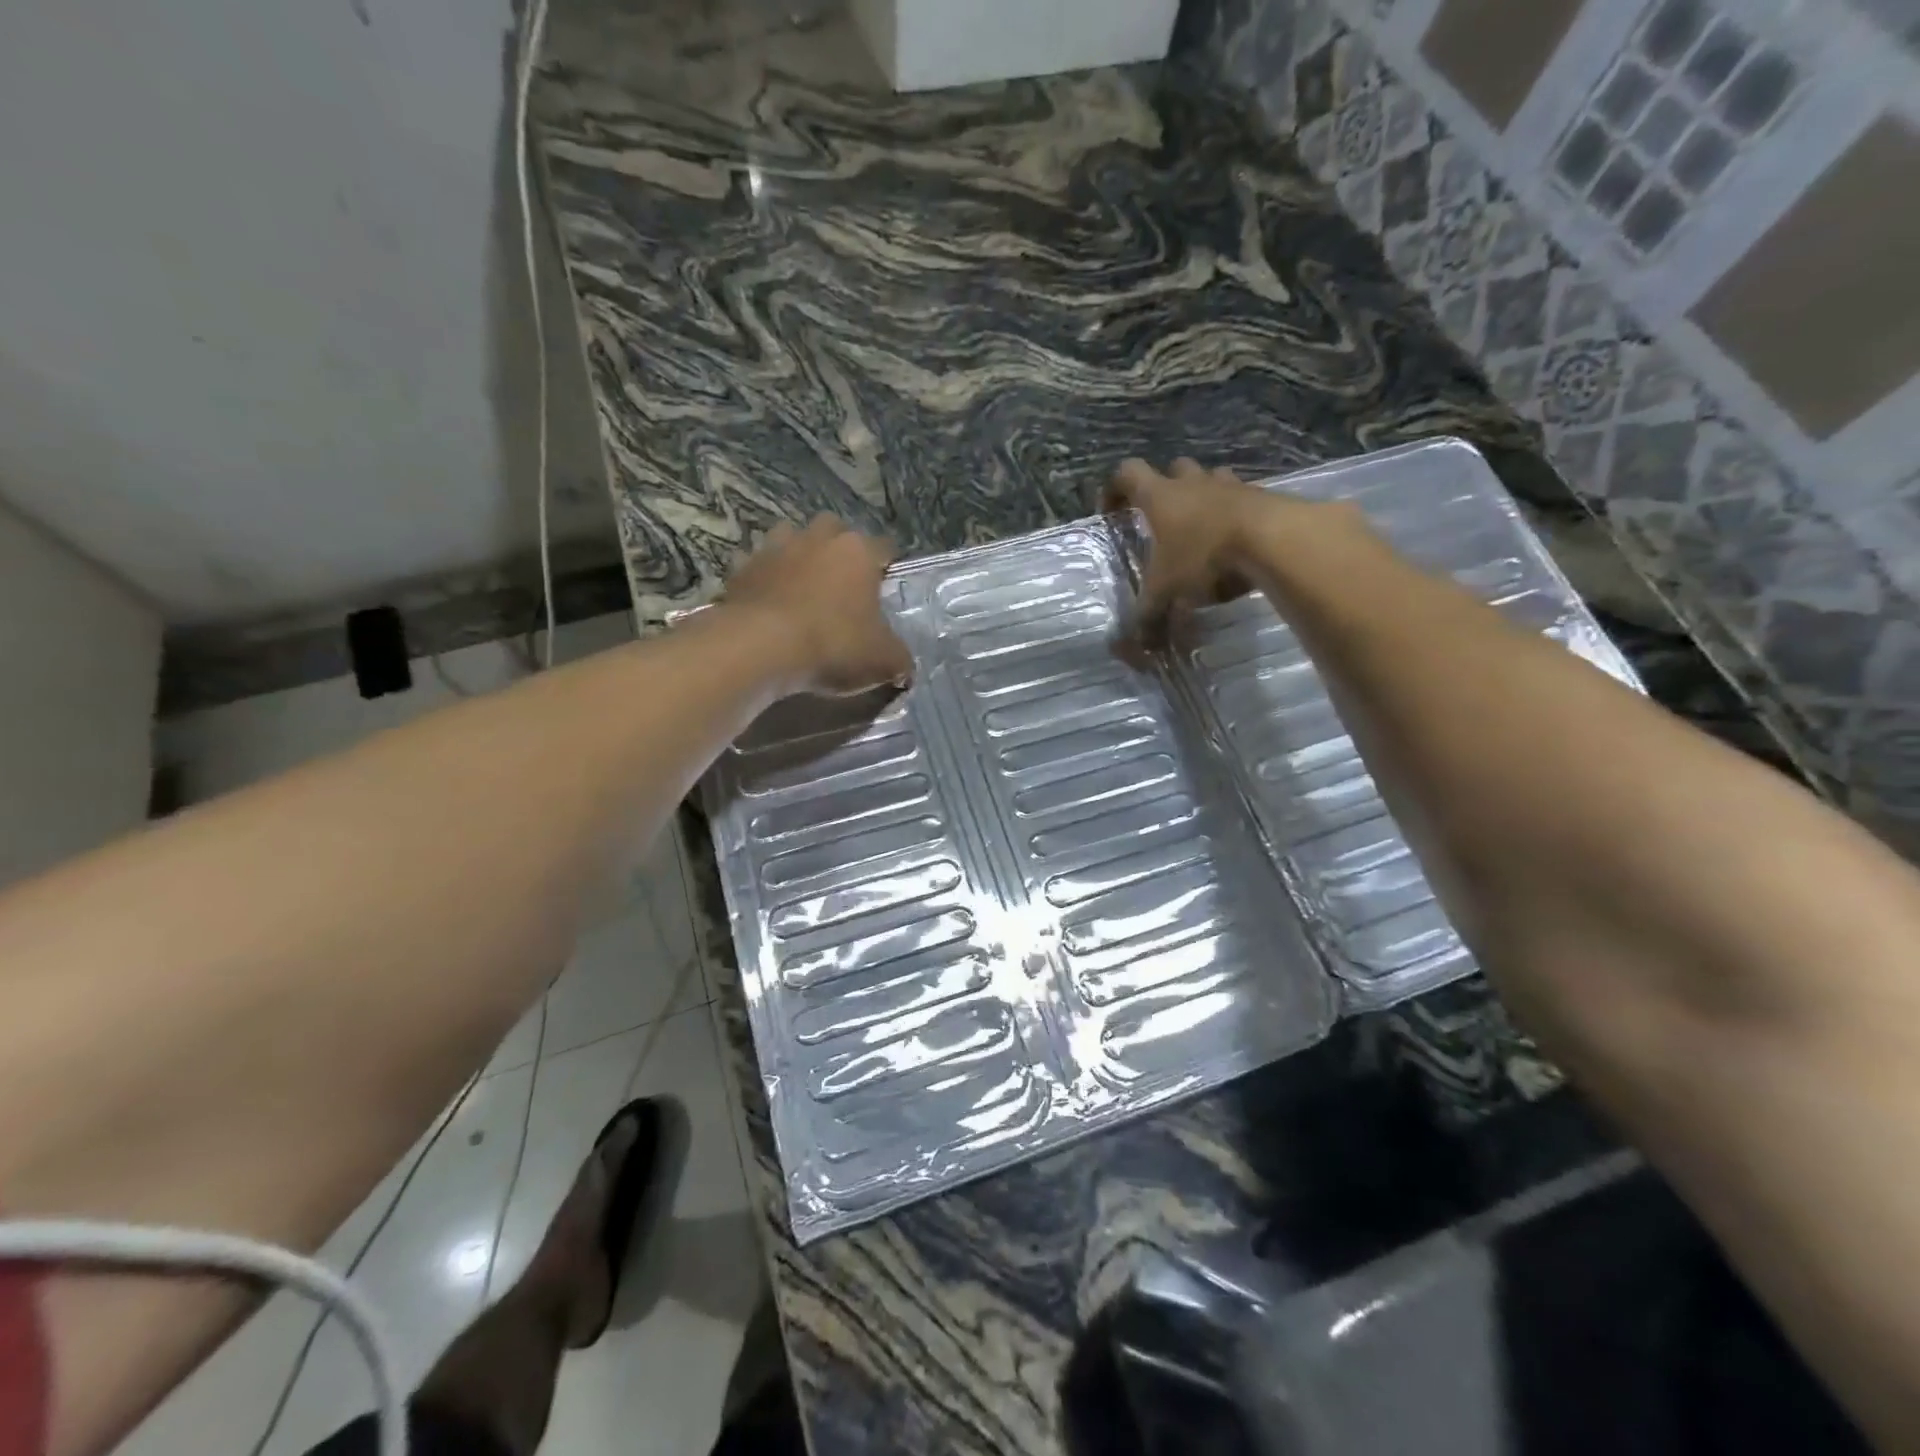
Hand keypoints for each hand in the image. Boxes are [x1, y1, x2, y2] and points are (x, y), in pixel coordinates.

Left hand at [722, 515, 913, 695]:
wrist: (758, 647)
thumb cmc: (833, 644)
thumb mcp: (882, 660)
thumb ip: (899, 660)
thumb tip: (904, 668)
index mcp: (858, 552)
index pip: (884, 547)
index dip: (888, 566)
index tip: (887, 587)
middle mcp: (818, 538)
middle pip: (835, 531)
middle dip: (840, 550)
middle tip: (843, 583)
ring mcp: (776, 548)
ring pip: (792, 538)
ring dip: (799, 555)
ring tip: (803, 586)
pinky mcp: (742, 568)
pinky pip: (758, 566)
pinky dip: (765, 579)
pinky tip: (769, 603)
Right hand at [1102, 457, 1365, 644]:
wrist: (1273, 540)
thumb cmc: (1205, 556)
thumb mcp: (1167, 591)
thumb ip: (1149, 614)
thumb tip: (1138, 642)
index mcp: (1161, 497)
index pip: (1128, 474)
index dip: (1115, 489)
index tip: (1111, 511)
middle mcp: (1194, 484)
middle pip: (1174, 469)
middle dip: (1166, 489)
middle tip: (1163, 520)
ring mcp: (1231, 486)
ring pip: (1212, 479)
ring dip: (1204, 498)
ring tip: (1201, 529)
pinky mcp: (1263, 498)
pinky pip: (1242, 499)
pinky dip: (1234, 515)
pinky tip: (1235, 543)